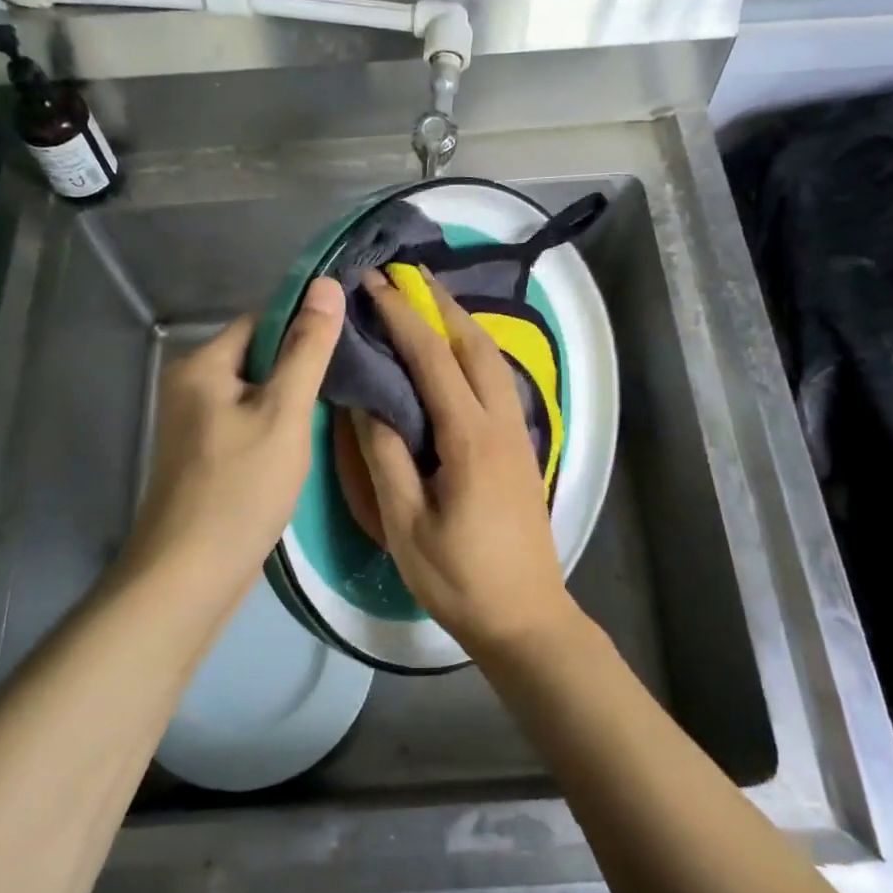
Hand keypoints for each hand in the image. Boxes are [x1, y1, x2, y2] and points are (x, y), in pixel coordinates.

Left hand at [123, 278, 344, 598]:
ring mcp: (195, 425)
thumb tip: (326, 285)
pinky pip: (247, 425)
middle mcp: (190, 387)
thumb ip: (307, 350)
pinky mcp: (205, 457)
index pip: (262, 322)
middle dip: (300, 369)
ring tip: (336, 413)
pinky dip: (275, 429)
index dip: (304, 328)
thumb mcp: (284, 413)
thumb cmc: (240, 488)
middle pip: (258, 358)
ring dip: (291, 402)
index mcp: (202, 365)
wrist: (191, 575)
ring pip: (256, 395)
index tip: (349, 345)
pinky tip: (304, 447)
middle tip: (349, 385)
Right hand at [350, 268, 583, 657]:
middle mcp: (502, 423)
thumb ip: (385, 456)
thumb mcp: (404, 524)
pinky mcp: (522, 448)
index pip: (433, 359)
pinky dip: (473, 352)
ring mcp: (519, 434)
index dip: (402, 317)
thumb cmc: (459, 578)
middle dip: (440, 303)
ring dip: (460, 323)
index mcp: (471, 439)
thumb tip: (366, 402)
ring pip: (493, 360)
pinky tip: (453, 354)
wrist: (526, 617)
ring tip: (427, 301)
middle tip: (406, 275)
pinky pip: (498, 381)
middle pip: (475, 344)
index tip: (374, 284)